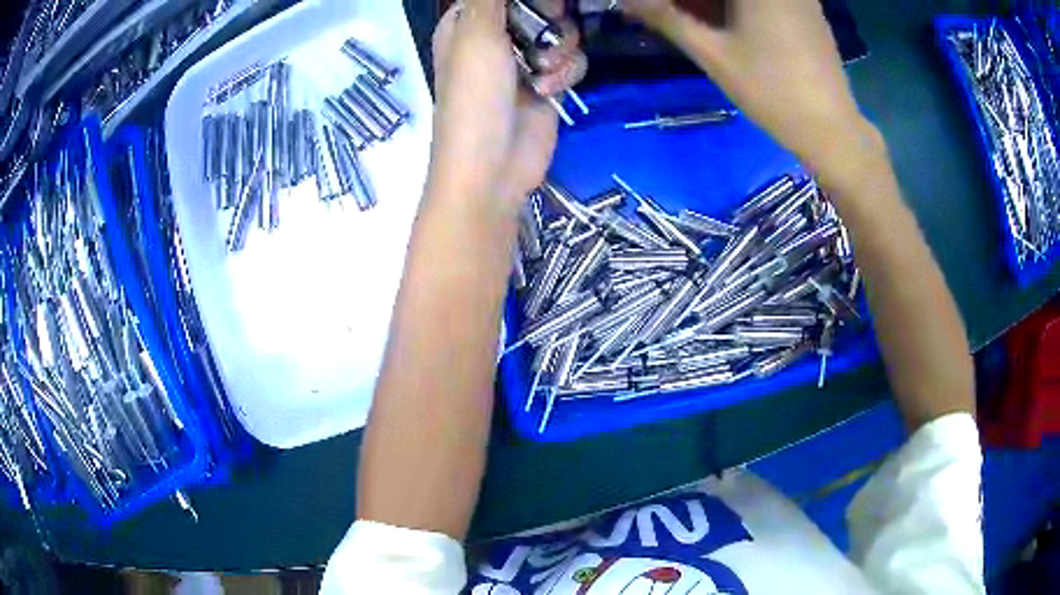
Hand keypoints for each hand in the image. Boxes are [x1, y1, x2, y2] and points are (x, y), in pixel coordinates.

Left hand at [430, 0, 586, 211]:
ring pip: (562, 31)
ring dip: (560, 50)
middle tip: (541, 36)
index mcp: (468, 21)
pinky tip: (548, 91)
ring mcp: (523, 60)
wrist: (492, 168)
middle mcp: (496, 35)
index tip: (538, 5)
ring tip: (541, 72)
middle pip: (541, 6)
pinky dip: (566, 74)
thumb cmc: (474, 99)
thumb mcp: (478, 35)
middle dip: (549, 20)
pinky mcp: (548, 83)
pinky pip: (572, 60)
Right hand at [622, 0, 879, 183]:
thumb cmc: (771, 91)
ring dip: (716, 3)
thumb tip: (627, 1)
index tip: (661, 10)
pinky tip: (731, 23)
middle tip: (673, 15)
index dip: (679, 1)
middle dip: (696, 2)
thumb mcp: (713, 54)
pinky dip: (742, 6)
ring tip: (696, 18)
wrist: (832, 129)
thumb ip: (668, 19)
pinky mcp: (808, 9)